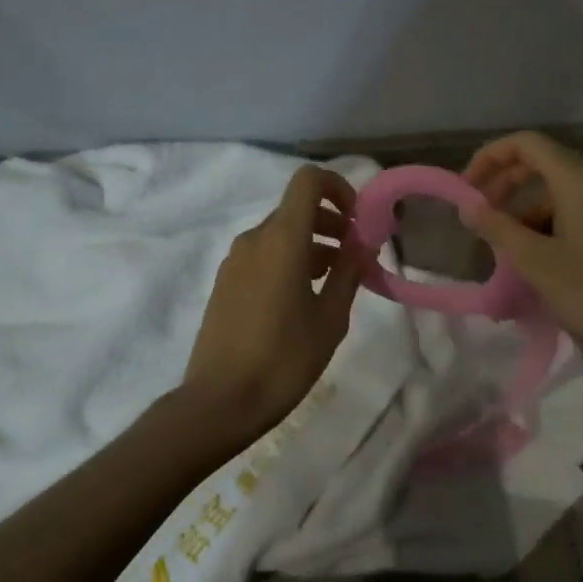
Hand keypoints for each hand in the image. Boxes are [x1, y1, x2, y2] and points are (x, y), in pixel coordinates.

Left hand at [179, 164, 369, 445]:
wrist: (220, 401)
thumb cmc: (284, 359)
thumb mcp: (331, 318)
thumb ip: (349, 272)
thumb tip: (362, 245)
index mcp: (282, 238)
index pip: (308, 180)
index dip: (338, 188)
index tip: (357, 220)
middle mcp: (255, 238)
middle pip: (297, 208)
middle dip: (332, 223)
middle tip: (356, 256)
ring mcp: (235, 260)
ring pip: (280, 233)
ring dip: (312, 244)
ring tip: (336, 281)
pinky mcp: (225, 282)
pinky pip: (263, 254)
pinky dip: (289, 260)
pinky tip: (304, 298)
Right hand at [462, 132, 582, 389]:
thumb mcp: (536, 262)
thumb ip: (497, 228)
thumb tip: (468, 206)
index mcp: (579, 181)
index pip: (526, 144)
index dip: (490, 157)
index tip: (465, 190)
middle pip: (540, 166)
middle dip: (503, 186)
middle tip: (477, 218)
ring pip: (556, 197)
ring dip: (523, 216)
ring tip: (502, 253)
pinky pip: (573, 218)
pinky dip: (546, 232)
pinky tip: (533, 266)